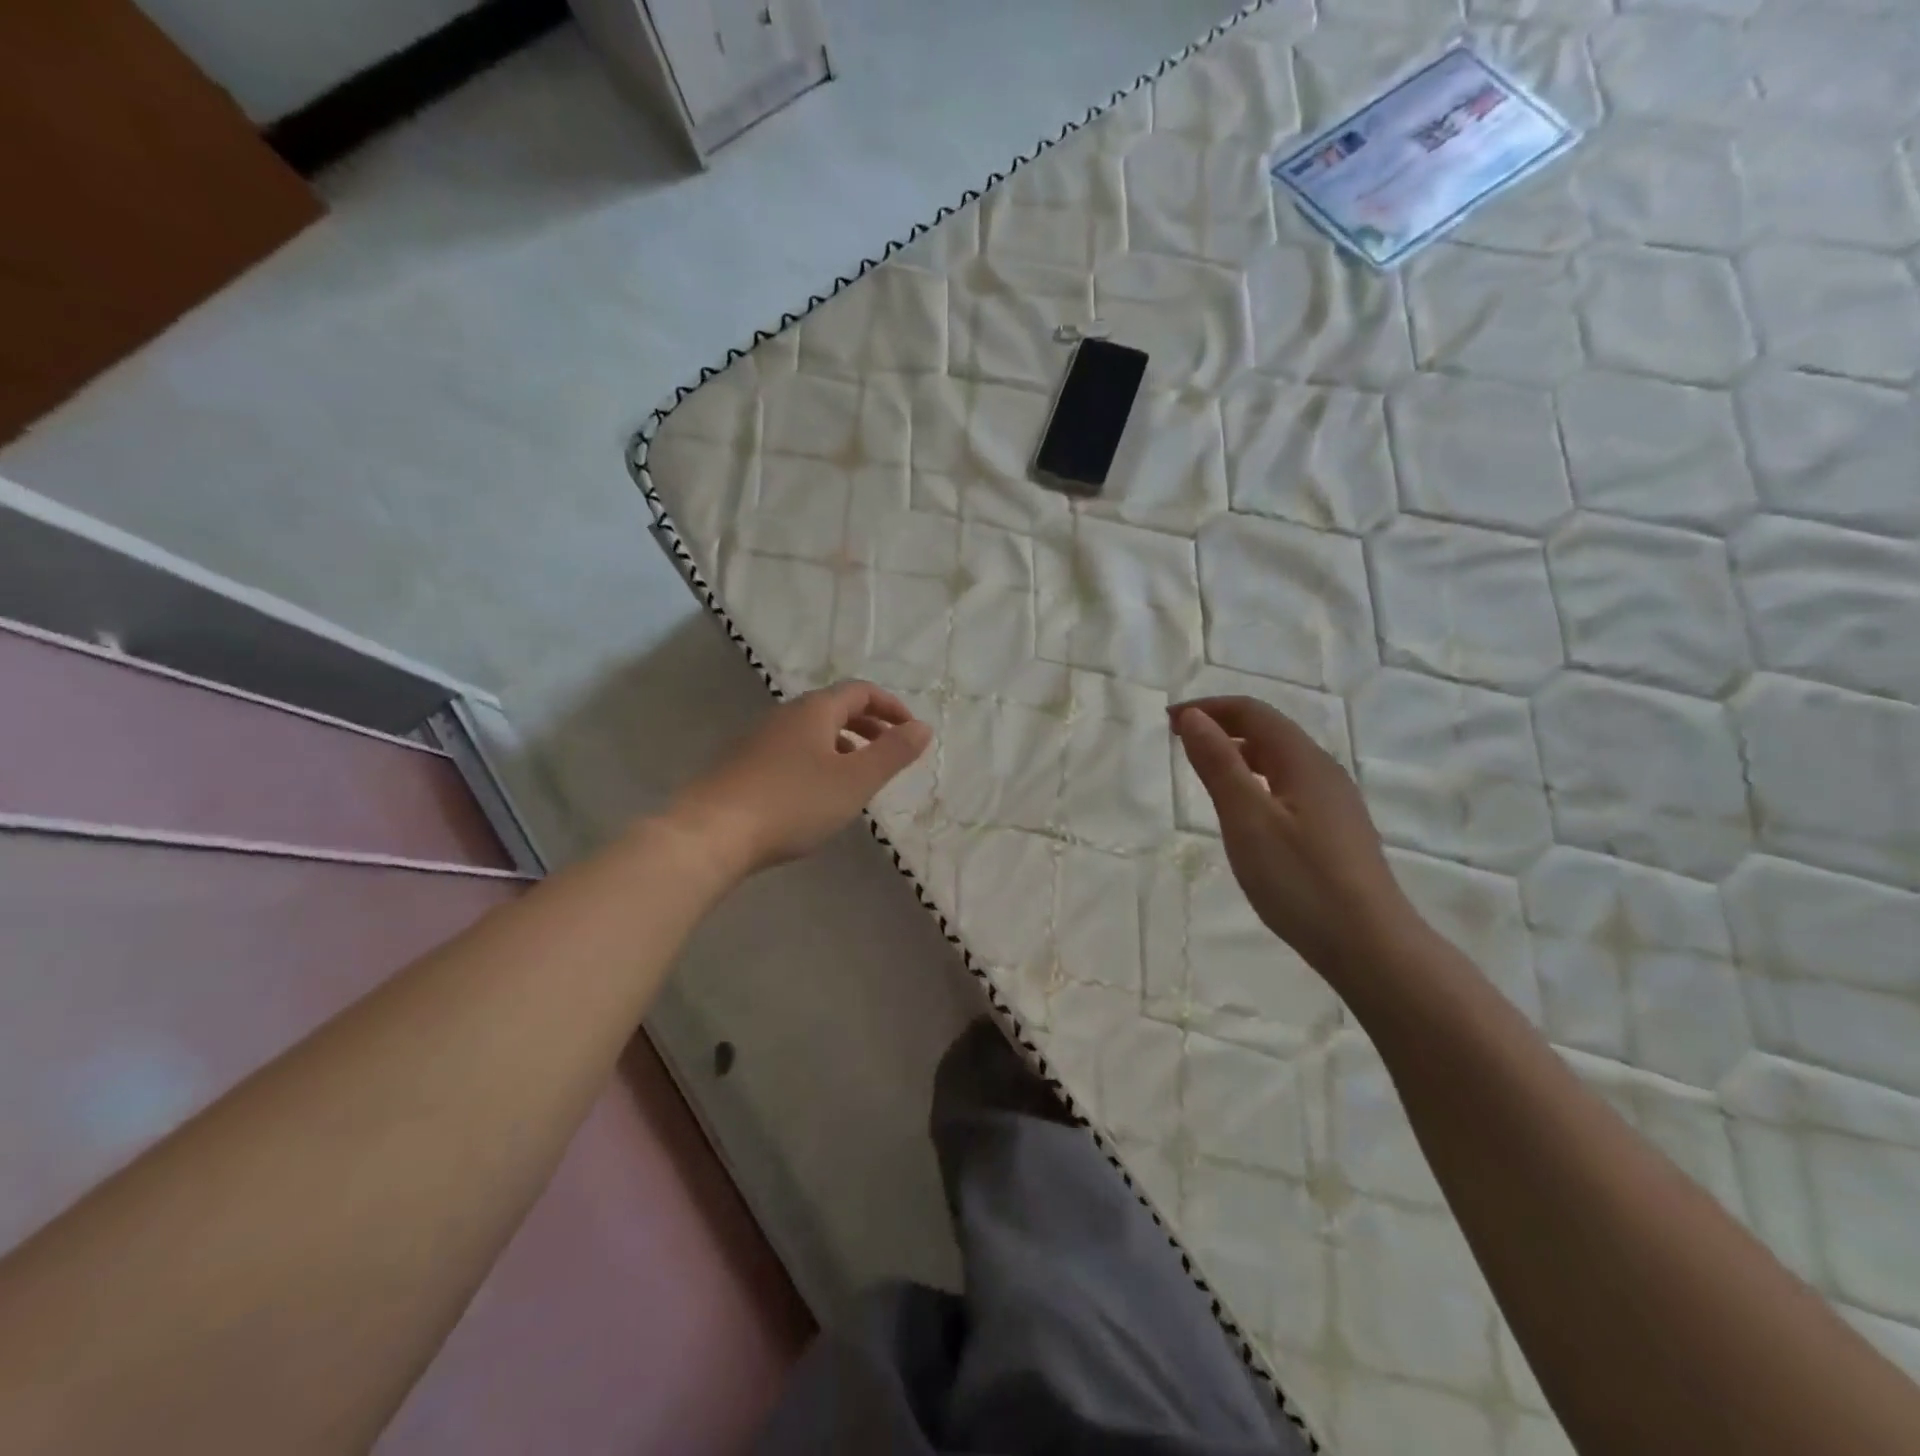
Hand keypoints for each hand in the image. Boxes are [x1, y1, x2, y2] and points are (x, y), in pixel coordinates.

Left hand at [666, 681, 932, 878]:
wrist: (710, 833)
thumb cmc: (793, 803)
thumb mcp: (855, 780)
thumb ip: (893, 753)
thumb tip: (922, 727)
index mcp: (815, 710)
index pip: (860, 691)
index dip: (890, 706)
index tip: (910, 730)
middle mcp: (785, 715)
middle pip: (834, 708)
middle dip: (868, 725)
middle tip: (890, 750)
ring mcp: (759, 739)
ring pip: (811, 732)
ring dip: (843, 744)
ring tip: (858, 775)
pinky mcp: (741, 765)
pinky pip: (791, 751)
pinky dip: (817, 760)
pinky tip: (816, 794)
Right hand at [1171, 696, 1415, 976]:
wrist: (1371, 947)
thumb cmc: (1301, 880)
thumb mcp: (1247, 819)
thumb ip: (1219, 764)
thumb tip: (1193, 716)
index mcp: (1303, 761)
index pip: (1253, 712)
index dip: (1209, 708)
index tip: (1169, 721)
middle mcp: (1323, 772)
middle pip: (1269, 731)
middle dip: (1222, 726)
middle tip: (1179, 740)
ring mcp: (1335, 802)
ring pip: (1280, 760)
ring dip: (1239, 753)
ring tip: (1205, 769)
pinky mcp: (1336, 830)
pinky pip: (1289, 785)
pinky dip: (1256, 779)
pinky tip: (1245, 809)